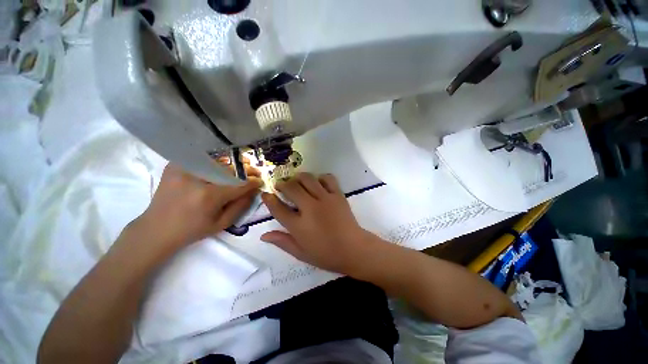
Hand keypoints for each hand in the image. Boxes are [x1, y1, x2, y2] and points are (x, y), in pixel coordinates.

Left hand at [133, 163, 261, 248]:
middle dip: (247, 170)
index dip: (253, 182)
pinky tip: (224, 164)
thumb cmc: (192, 230)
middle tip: (255, 172)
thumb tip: (254, 191)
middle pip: (230, 169)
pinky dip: (216, 160)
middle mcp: (197, 178)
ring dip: (233, 163)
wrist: (156, 229)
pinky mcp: (175, 166)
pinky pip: (202, 159)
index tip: (261, 181)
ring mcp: (184, 169)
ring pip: (218, 161)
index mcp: (209, 196)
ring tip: (243, 165)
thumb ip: (241, 205)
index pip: (240, 184)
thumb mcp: (222, 224)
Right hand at [261, 173, 377, 274]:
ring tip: (296, 181)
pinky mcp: (338, 195)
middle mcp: (310, 208)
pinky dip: (320, 177)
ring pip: (308, 179)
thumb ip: (282, 242)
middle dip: (283, 184)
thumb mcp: (301, 253)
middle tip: (281, 186)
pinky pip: (328, 178)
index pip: (278, 209)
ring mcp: (325, 199)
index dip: (269, 199)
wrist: (354, 249)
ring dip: (298, 177)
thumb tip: (263, 235)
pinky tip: (317, 182)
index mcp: (299, 226)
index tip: (265, 194)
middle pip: (292, 188)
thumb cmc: (326, 254)